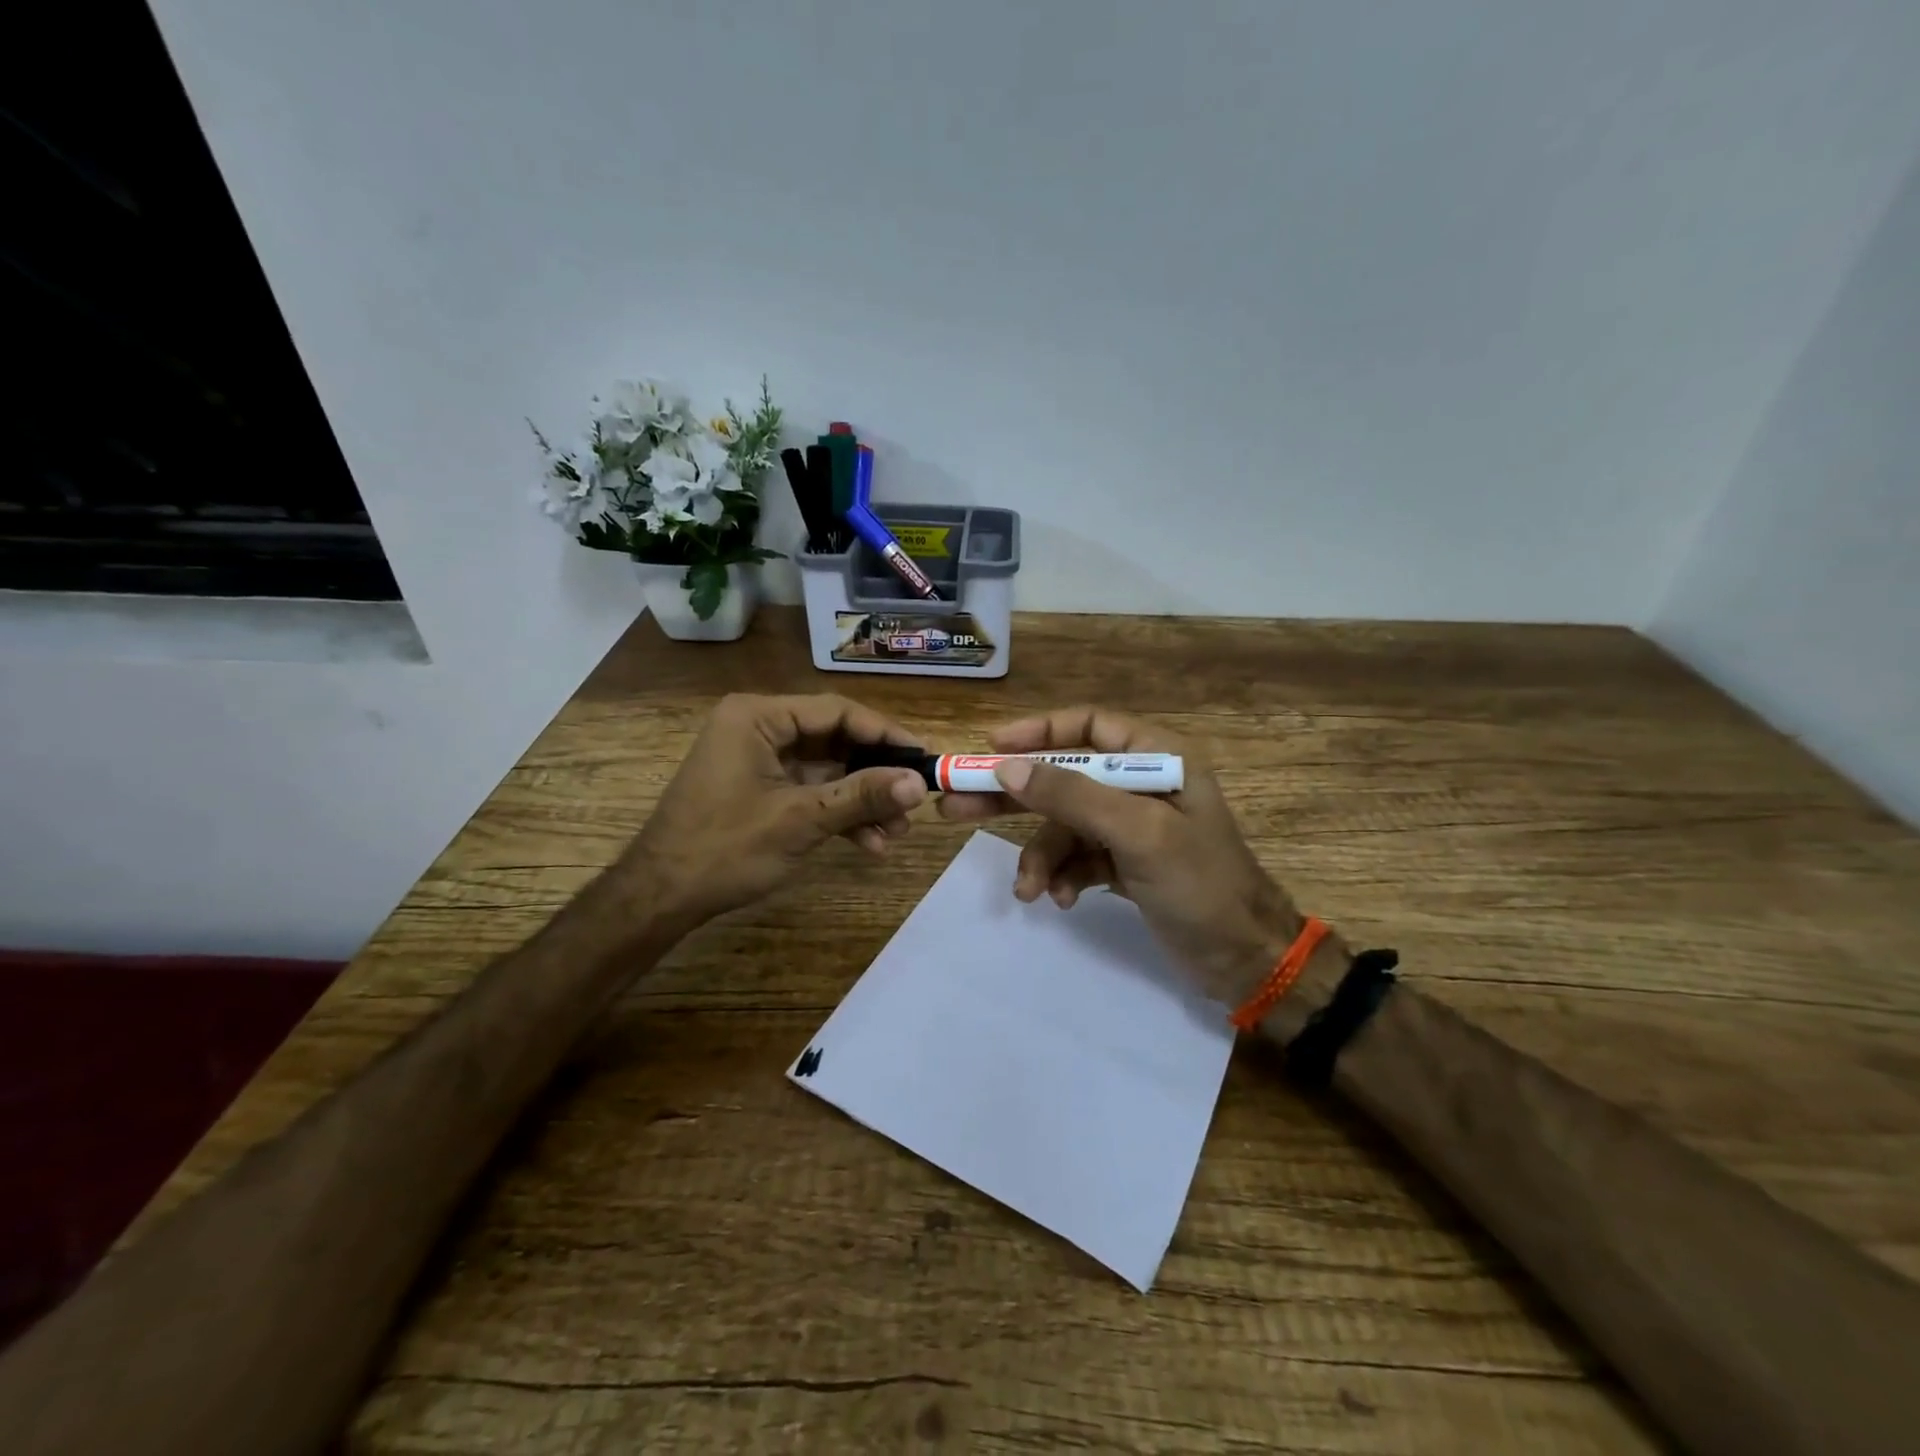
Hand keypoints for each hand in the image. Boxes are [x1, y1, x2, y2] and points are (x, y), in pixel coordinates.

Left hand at [625, 693, 926, 929]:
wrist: (660, 898)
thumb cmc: (724, 848)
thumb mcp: (800, 820)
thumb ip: (861, 796)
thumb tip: (919, 783)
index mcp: (758, 716)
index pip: (837, 711)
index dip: (885, 734)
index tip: (924, 758)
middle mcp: (758, 728)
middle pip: (835, 740)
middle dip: (875, 776)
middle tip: (913, 802)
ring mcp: (759, 760)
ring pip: (827, 770)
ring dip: (861, 801)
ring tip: (895, 833)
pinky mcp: (760, 789)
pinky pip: (810, 791)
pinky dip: (838, 814)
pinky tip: (868, 843)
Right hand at [939, 707, 1300, 1005]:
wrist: (1244, 960)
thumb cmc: (1200, 885)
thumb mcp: (1136, 833)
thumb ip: (1071, 796)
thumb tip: (1006, 767)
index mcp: (1156, 757)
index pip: (1088, 726)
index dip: (1038, 732)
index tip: (991, 748)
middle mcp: (1140, 784)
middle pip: (1063, 776)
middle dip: (1014, 797)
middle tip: (956, 806)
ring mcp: (1131, 826)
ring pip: (1064, 825)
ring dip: (1042, 856)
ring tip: (1029, 890)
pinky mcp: (1124, 862)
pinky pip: (1077, 857)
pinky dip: (1063, 876)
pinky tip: (1061, 899)